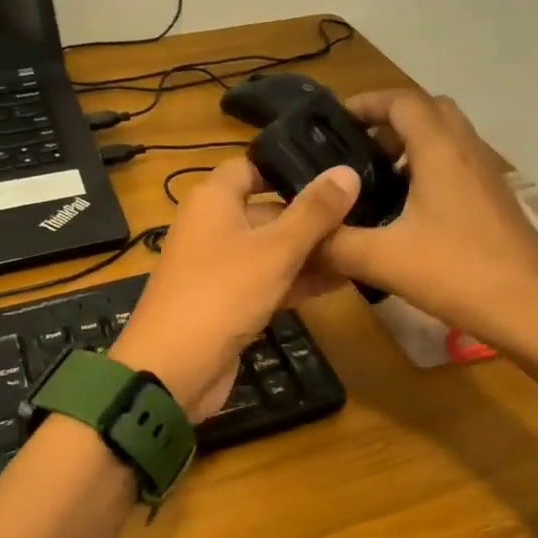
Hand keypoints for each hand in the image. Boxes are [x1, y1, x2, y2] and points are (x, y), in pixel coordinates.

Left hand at [109, 157, 359, 420]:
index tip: (333, 171)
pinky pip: (268, 281)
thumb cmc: (222, 294)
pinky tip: (341, 282)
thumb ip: (314, 212)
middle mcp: (213, 227)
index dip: (288, 167)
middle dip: (311, 215)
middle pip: (267, 211)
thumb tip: (347, 171)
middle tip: (364, 213)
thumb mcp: (275, 250)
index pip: (251, 167)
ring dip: (310, 251)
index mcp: (213, 201)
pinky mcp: (228, 302)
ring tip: (362, 247)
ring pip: (271, 249)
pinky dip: (298, 280)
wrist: (173, 371)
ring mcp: (219, 268)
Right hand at [316, 90, 537, 357]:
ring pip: (446, 141)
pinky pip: (458, 169)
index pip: (401, 101)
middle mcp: (467, 152)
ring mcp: (487, 177)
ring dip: (411, 149)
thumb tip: (299, 239)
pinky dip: (430, 174)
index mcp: (440, 151)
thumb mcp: (384, 260)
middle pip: (429, 112)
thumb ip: (335, 244)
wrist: (535, 312)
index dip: (366, 103)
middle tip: (357, 153)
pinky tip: (408, 217)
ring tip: (376, 184)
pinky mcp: (496, 203)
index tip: (333, 122)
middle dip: (390, 123)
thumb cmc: (459, 273)